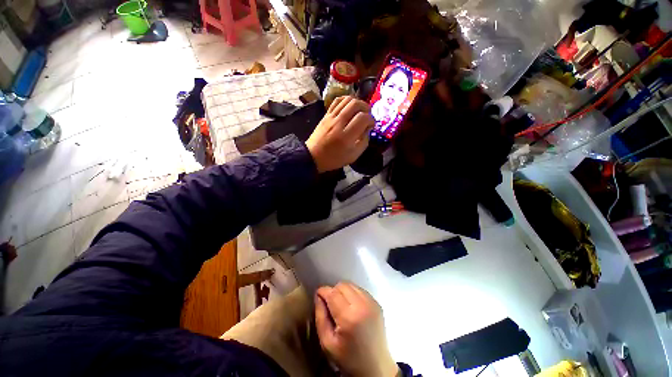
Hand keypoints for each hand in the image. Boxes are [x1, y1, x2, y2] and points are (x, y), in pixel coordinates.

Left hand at [306, 96, 373, 172]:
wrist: (313, 156)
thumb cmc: (334, 159)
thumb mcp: (353, 156)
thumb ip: (364, 142)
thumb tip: (368, 129)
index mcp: (346, 136)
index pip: (363, 118)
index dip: (371, 119)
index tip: (372, 125)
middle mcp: (339, 123)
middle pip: (355, 104)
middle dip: (366, 108)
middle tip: (368, 115)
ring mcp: (331, 117)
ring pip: (347, 100)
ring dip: (357, 102)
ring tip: (360, 110)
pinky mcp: (326, 114)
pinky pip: (337, 101)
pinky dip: (346, 100)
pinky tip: (350, 106)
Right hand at [315, 282, 398, 376]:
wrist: (376, 367)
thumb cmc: (349, 358)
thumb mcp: (327, 343)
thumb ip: (320, 317)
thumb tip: (318, 296)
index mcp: (349, 317)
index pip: (332, 293)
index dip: (323, 291)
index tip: (318, 295)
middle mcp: (362, 305)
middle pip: (342, 285)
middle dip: (333, 291)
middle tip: (330, 304)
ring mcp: (371, 302)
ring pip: (351, 285)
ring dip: (343, 291)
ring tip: (341, 305)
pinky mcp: (377, 303)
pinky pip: (360, 289)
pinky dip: (352, 293)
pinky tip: (351, 306)